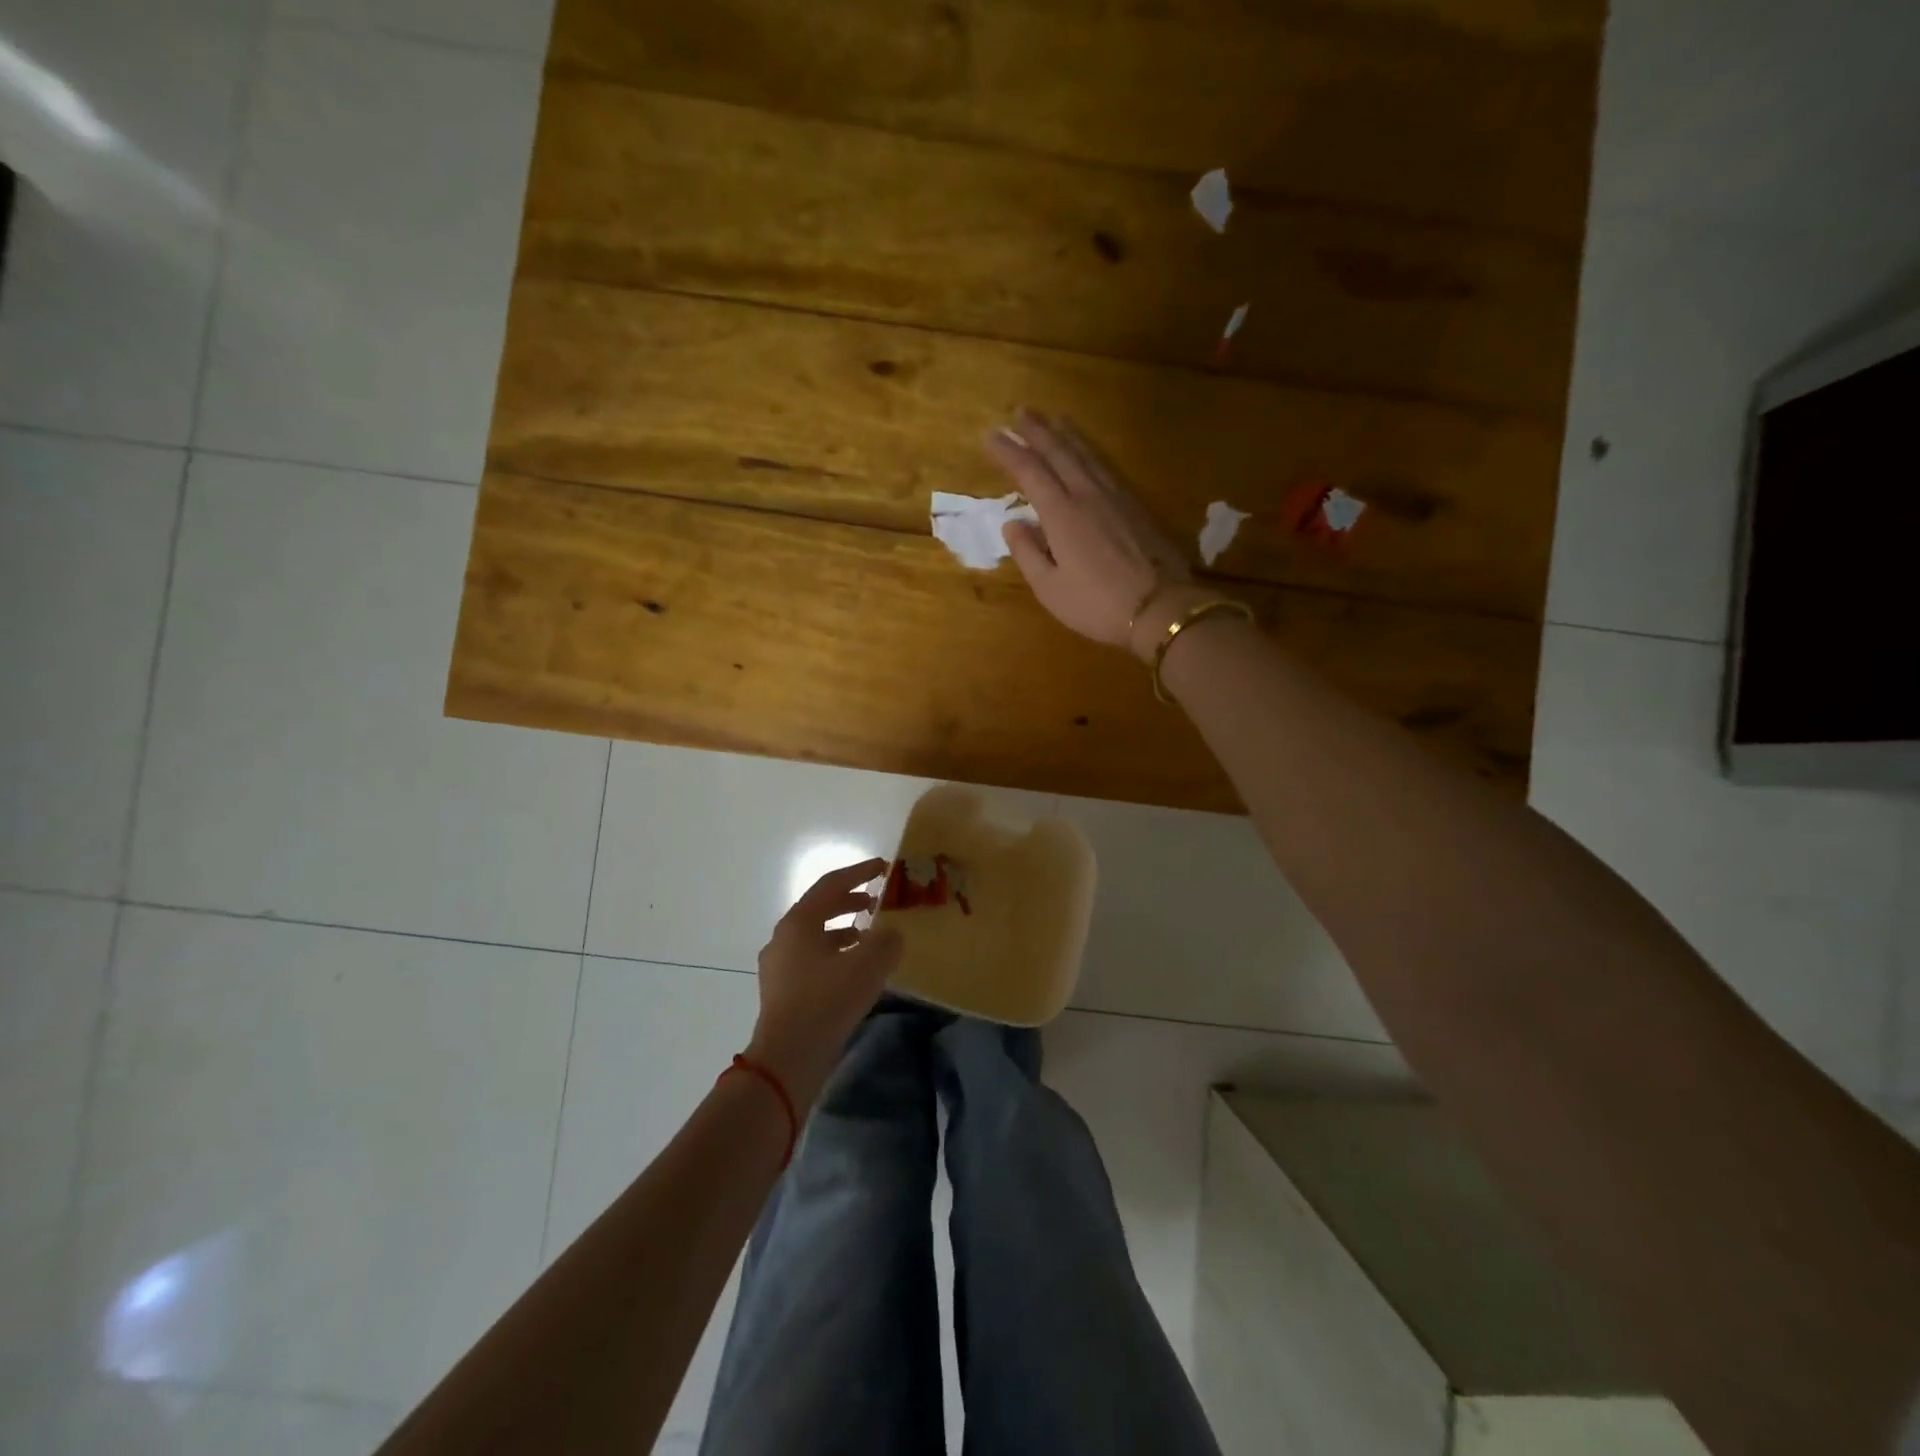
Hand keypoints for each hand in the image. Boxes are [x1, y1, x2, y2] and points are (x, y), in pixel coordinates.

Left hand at [747, 858, 902, 1106]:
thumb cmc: (827, 1001)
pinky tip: (853, 970)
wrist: (788, 1057)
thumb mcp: (868, 965)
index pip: (831, 884)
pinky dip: (834, 953)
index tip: (883, 868)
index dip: (860, 872)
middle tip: (876, 902)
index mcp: (799, 922)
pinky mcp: (781, 990)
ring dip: (843, 930)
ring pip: (815, 935)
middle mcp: (783, 937)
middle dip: (850, 901)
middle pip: (820, 907)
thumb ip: (886, 941)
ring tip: (869, 937)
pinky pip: (811, 959)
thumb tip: (891, 934)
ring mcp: (778, 965)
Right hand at [984, 410, 1191, 655]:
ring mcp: (1115, 497)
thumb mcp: (1050, 589)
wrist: (1161, 608)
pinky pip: (1105, 466)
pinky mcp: (1135, 506)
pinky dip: (1090, 451)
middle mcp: (1087, 495)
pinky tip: (1087, 453)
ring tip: (1053, 419)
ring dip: (1065, 434)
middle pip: (1059, 452)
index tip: (990, 435)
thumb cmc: (1097, 605)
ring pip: (1086, 454)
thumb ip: (1028, 553)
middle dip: (1037, 430)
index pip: (1029, 471)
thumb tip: (1013, 523)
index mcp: (1061, 514)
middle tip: (1020, 411)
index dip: (1008, 451)